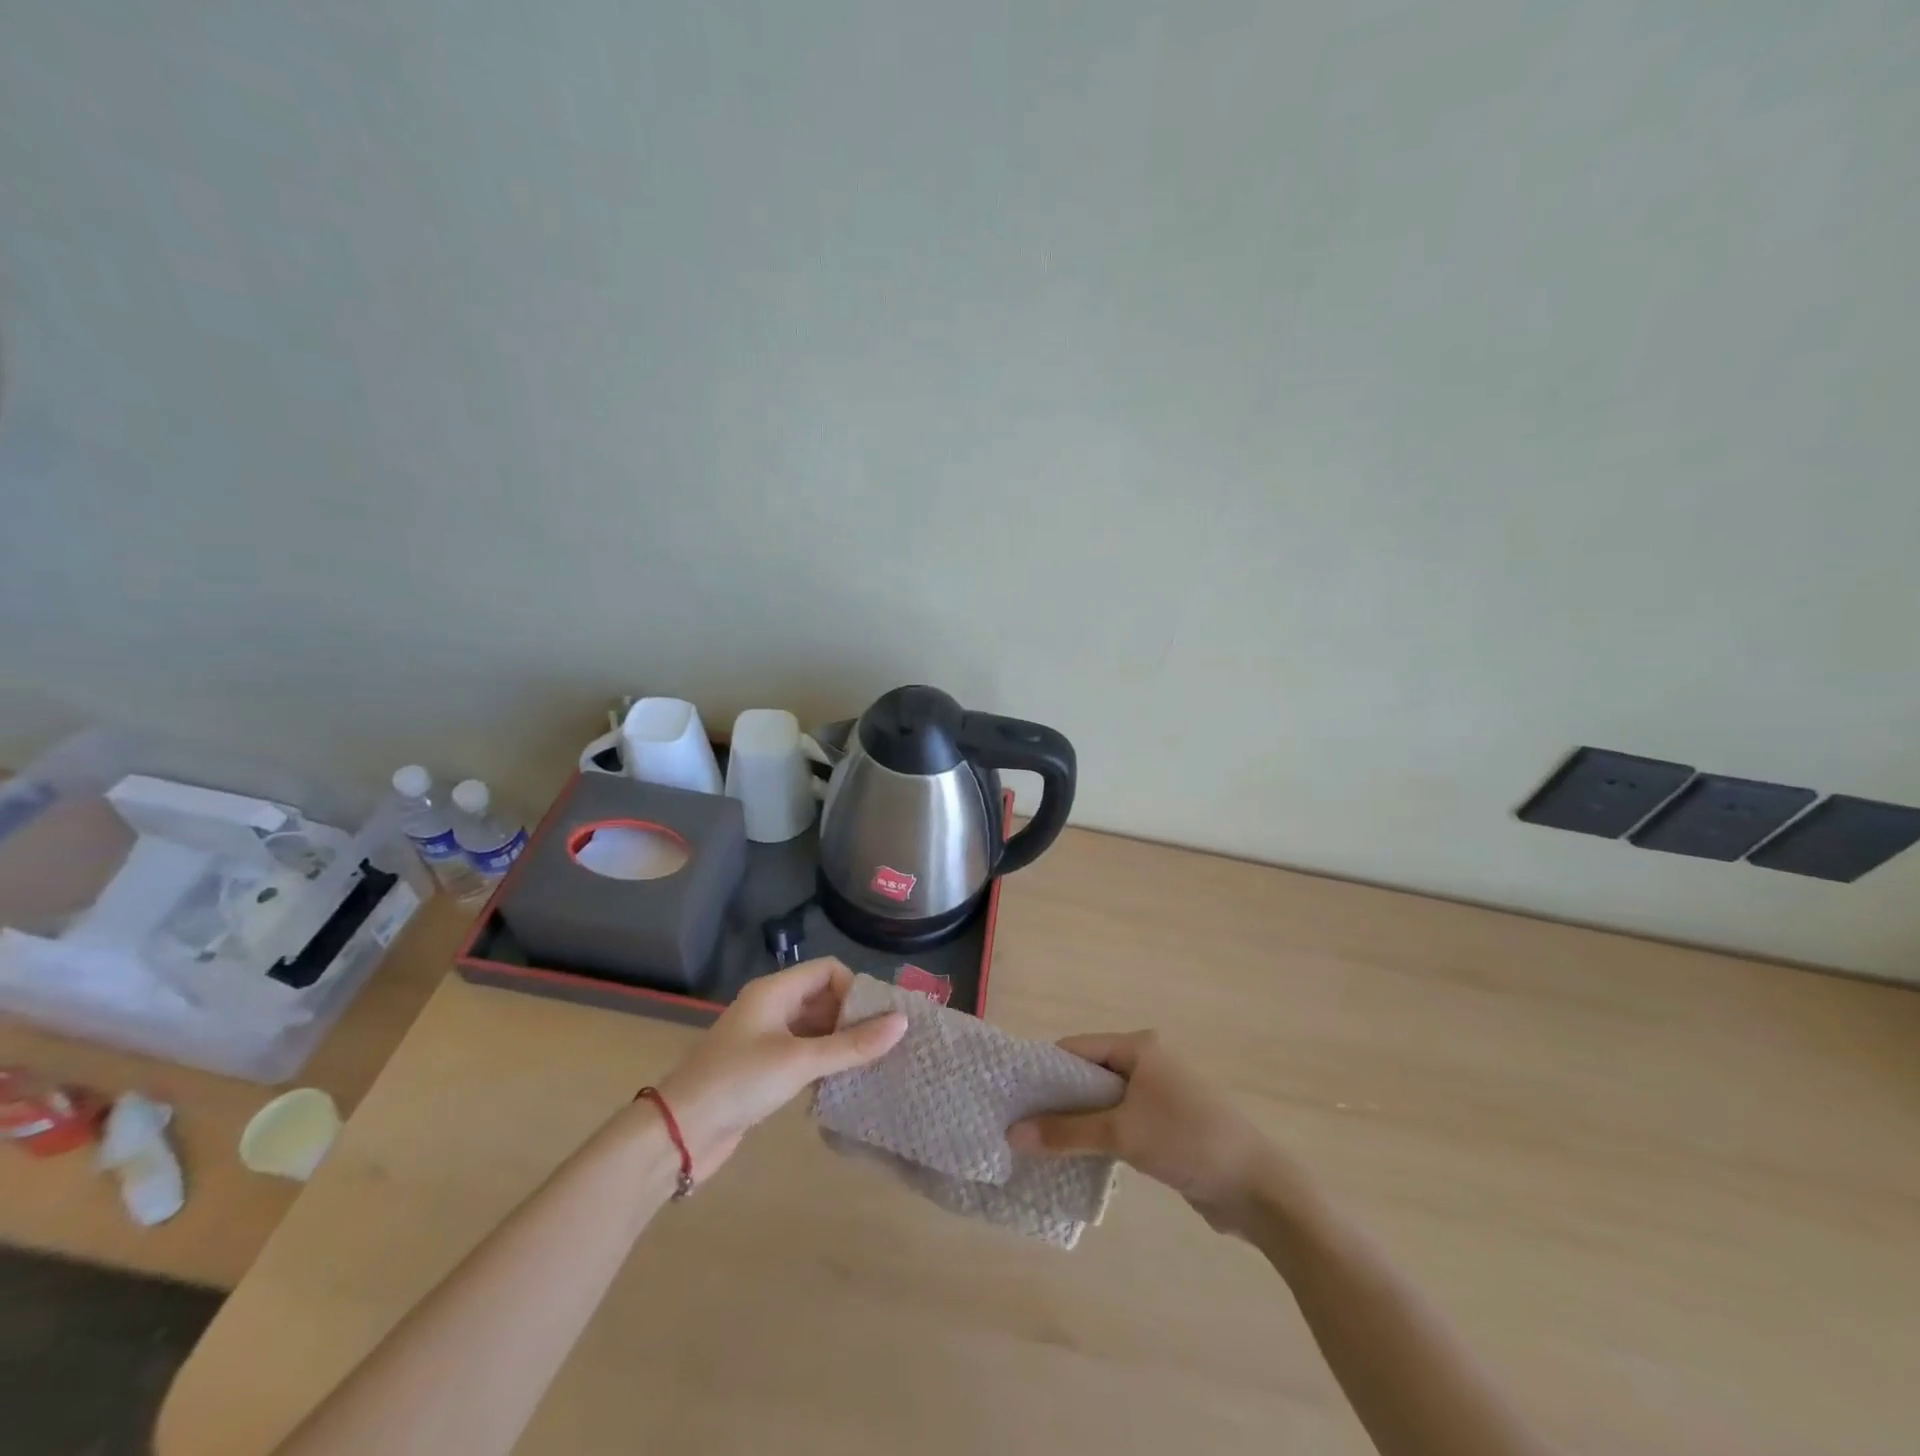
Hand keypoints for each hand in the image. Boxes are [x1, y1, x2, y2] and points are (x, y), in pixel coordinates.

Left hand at [657, 958, 905, 1176]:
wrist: (679, 1133)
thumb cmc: (739, 1082)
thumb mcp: (800, 1061)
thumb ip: (852, 1045)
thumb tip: (902, 1023)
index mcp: (775, 991)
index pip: (828, 970)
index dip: (855, 989)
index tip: (877, 1021)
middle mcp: (771, 1008)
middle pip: (823, 998)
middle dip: (853, 1018)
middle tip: (884, 1046)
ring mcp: (766, 1039)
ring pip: (815, 1028)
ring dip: (841, 1043)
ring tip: (872, 1066)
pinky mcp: (763, 1069)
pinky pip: (804, 1054)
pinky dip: (824, 1063)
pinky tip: (843, 1084)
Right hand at [1008, 1031, 1276, 1234]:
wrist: (1257, 1188)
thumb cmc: (1187, 1141)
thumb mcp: (1122, 1134)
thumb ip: (1066, 1132)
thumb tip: (1012, 1134)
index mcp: (1138, 1047)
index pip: (1077, 1048)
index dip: (1044, 1070)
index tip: (1014, 1097)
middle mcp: (1147, 1062)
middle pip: (1089, 1074)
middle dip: (1057, 1098)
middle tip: (1021, 1124)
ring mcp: (1158, 1094)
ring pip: (1104, 1101)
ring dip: (1077, 1121)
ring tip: (1040, 1143)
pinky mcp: (1165, 1125)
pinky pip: (1120, 1122)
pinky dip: (1098, 1136)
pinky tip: (1076, 1157)